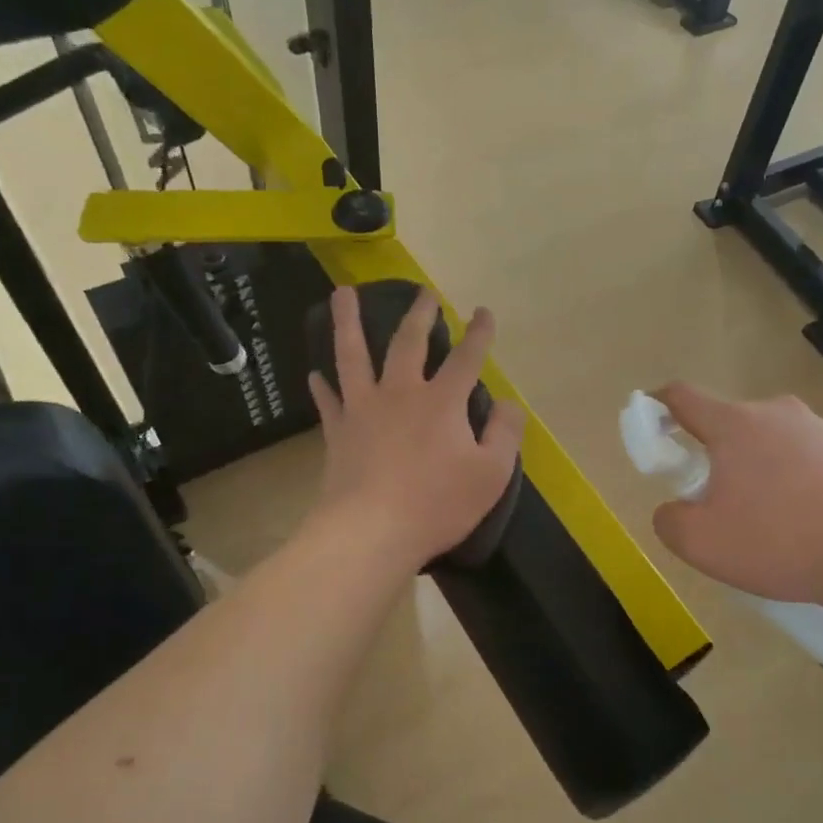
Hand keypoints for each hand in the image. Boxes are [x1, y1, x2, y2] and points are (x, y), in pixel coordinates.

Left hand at [308, 286, 525, 573]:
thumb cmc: (438, 504)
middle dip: (419, 314)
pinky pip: (328, 400)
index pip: (466, 357)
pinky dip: (322, 385)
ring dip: (348, 321)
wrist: (372, 531)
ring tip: (342, 294)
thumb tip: (508, 403)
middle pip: (408, 342)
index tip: (483, 312)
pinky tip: (315, 374)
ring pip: (353, 354)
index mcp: (442, 401)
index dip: (478, 333)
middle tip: (423, 292)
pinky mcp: (338, 431)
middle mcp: (400, 393)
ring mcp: (363, 409)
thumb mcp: (491, 474)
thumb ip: (504, 433)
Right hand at [650, 384, 822, 607]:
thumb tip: (674, 508)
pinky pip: (799, 458)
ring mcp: (817, 428)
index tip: (651, 426)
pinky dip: (787, 480)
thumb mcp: (700, 543)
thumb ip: (669, 519)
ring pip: (764, 442)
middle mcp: (775, 413)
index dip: (657, 406)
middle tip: (712, 502)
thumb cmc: (779, 542)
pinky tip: (799, 522)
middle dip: (710, 454)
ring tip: (762, 521)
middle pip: (725, 423)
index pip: (682, 396)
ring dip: (751, 469)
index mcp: (734, 424)